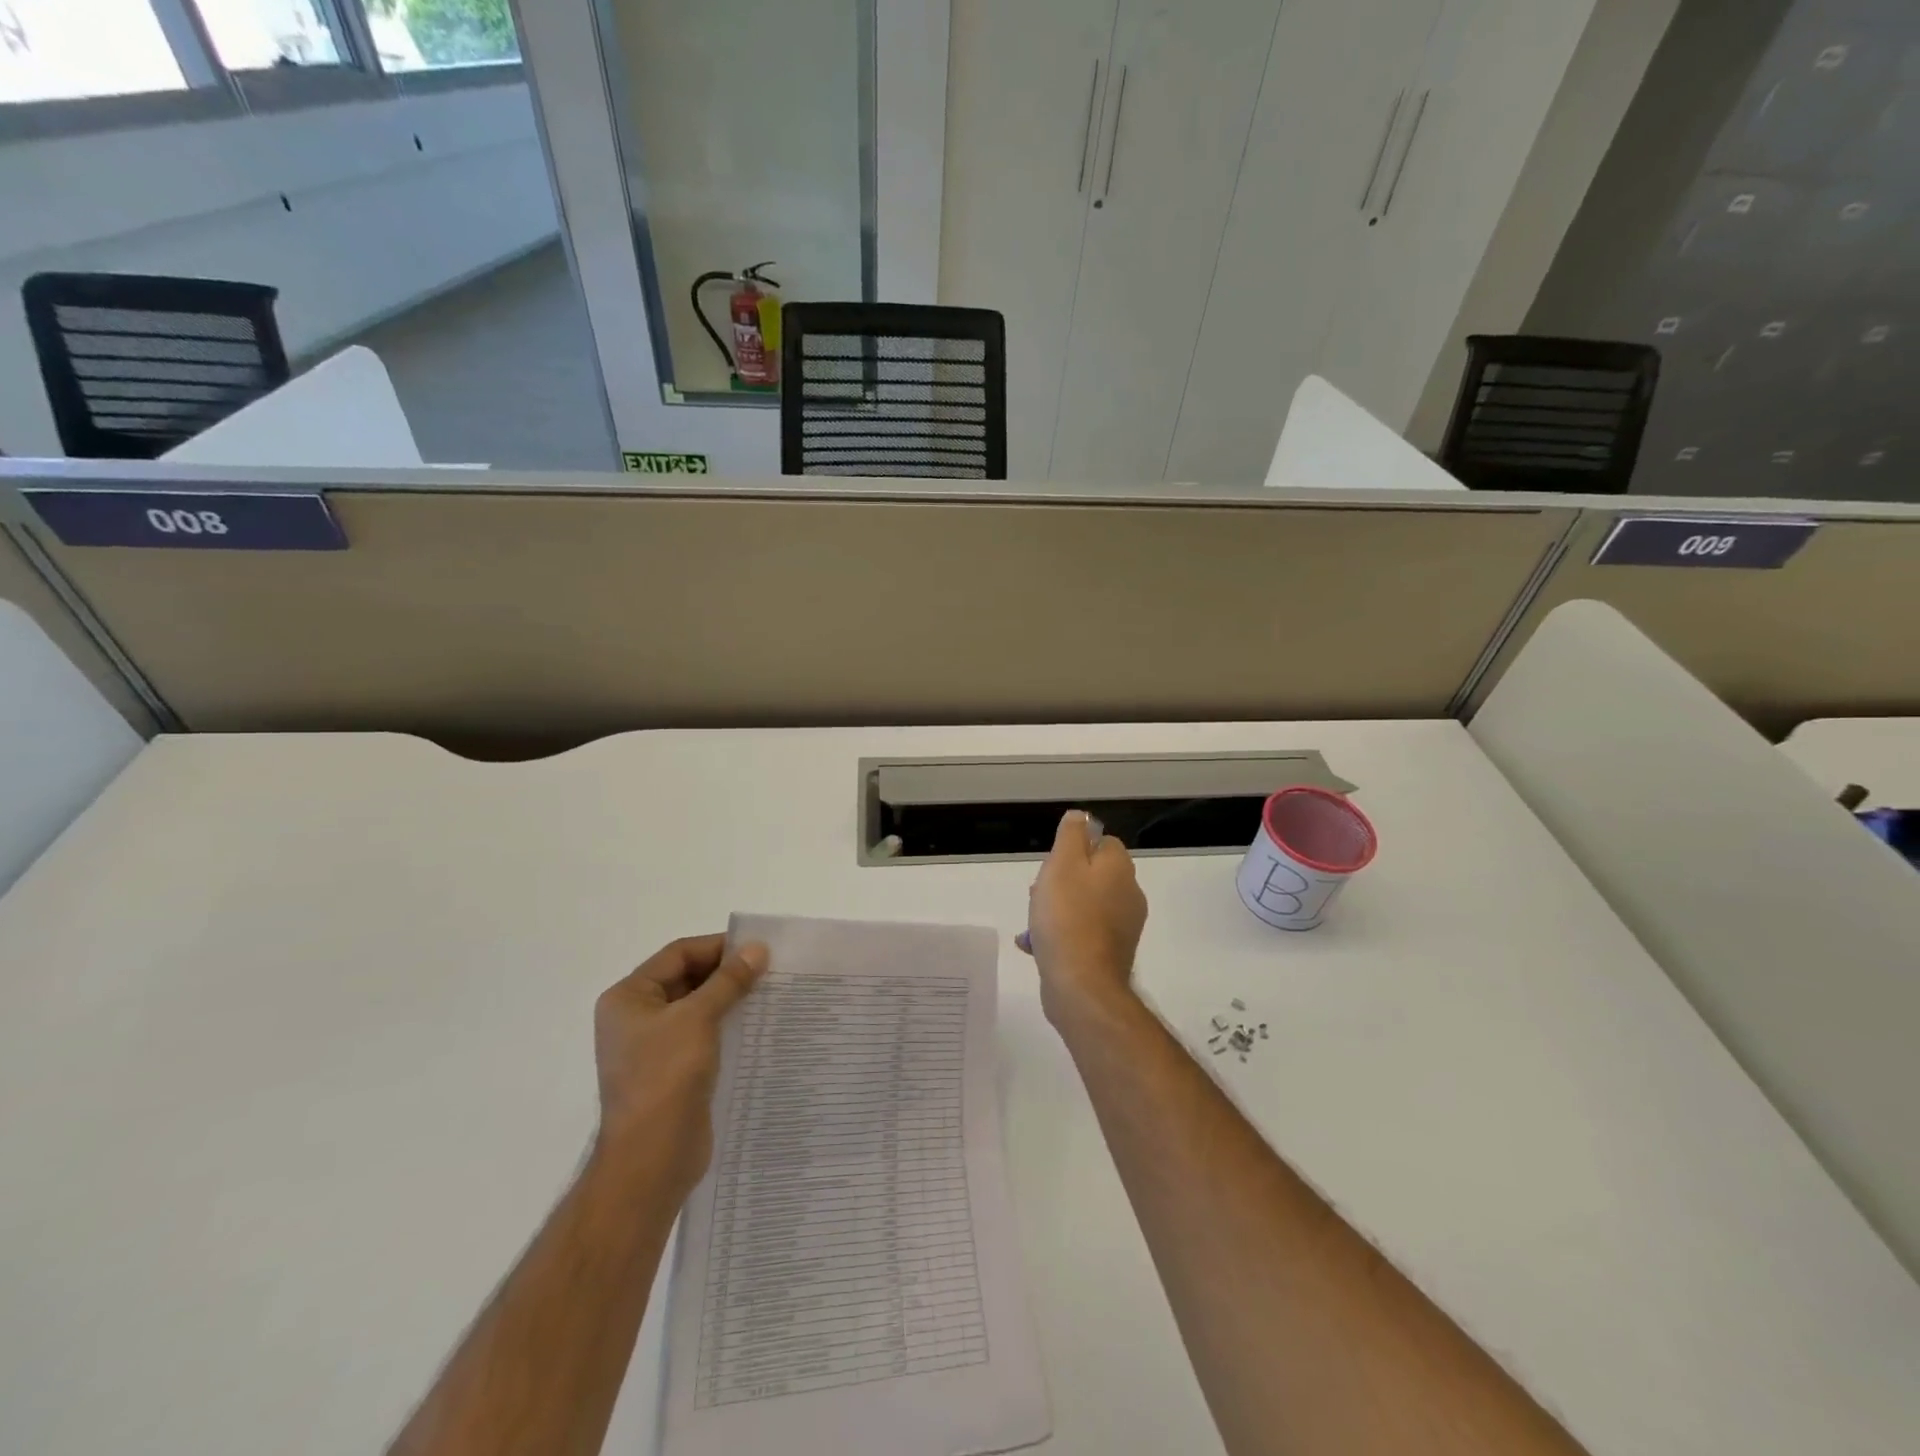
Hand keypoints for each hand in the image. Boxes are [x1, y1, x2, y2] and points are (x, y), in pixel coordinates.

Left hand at [592, 934, 766, 1195]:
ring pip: (698, 1008)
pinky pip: (703, 1036)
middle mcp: (636, 1018)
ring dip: (731, 1000)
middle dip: (727, 974)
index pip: (678, 954)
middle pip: (687, 979)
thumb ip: (729, 981)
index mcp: (628, 998)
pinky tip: (757, 1026)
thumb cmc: (666, 1077)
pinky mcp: (673, 1072)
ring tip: (769, 994)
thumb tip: (758, 949)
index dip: (718, 947)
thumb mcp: (698, 1018)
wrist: (651, 1159)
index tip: (757, 949)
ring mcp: (653, 1047)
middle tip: (770, 970)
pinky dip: (728, 1026)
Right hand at [1019, 810, 1147, 1024]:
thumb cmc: (1067, 917)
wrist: (1081, 984)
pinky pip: (1081, 932)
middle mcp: (1128, 895)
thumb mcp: (1062, 864)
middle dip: (1061, 881)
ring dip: (1057, 909)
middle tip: (1037, 894)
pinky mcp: (1110, 953)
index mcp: (1120, 869)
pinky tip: (1035, 945)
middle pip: (1091, 875)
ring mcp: (1122, 927)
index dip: (1075, 849)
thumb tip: (1080, 817)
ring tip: (1033, 922)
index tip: (1052, 864)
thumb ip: (1071, 835)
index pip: (1103, 843)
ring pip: (1084, 904)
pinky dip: (1061, 934)